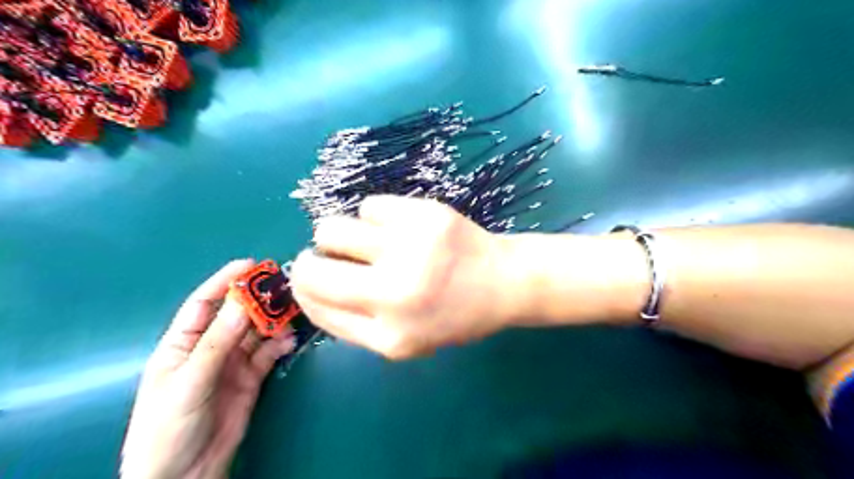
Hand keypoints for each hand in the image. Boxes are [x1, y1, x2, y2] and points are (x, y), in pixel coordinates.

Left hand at [120, 259, 293, 478]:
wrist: (185, 475)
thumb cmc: (169, 426)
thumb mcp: (189, 381)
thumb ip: (218, 342)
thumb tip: (243, 302)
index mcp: (182, 343)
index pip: (204, 303)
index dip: (225, 281)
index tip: (250, 264)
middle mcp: (210, 347)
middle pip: (237, 315)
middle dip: (258, 299)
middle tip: (282, 286)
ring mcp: (233, 363)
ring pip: (257, 332)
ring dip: (273, 320)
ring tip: (292, 311)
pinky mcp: (251, 377)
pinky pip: (268, 353)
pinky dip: (280, 344)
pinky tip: (290, 339)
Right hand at [290, 195, 524, 358]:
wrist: (505, 282)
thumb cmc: (454, 315)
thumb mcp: (405, 340)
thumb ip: (353, 323)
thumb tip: (306, 289)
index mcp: (391, 335)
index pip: (316, 307)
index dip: (304, 289)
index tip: (311, 278)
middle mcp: (396, 292)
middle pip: (310, 268)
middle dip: (309, 261)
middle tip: (329, 255)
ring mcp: (411, 248)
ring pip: (332, 228)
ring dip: (341, 236)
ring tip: (370, 241)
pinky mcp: (425, 213)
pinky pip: (369, 206)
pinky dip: (376, 217)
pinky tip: (400, 227)